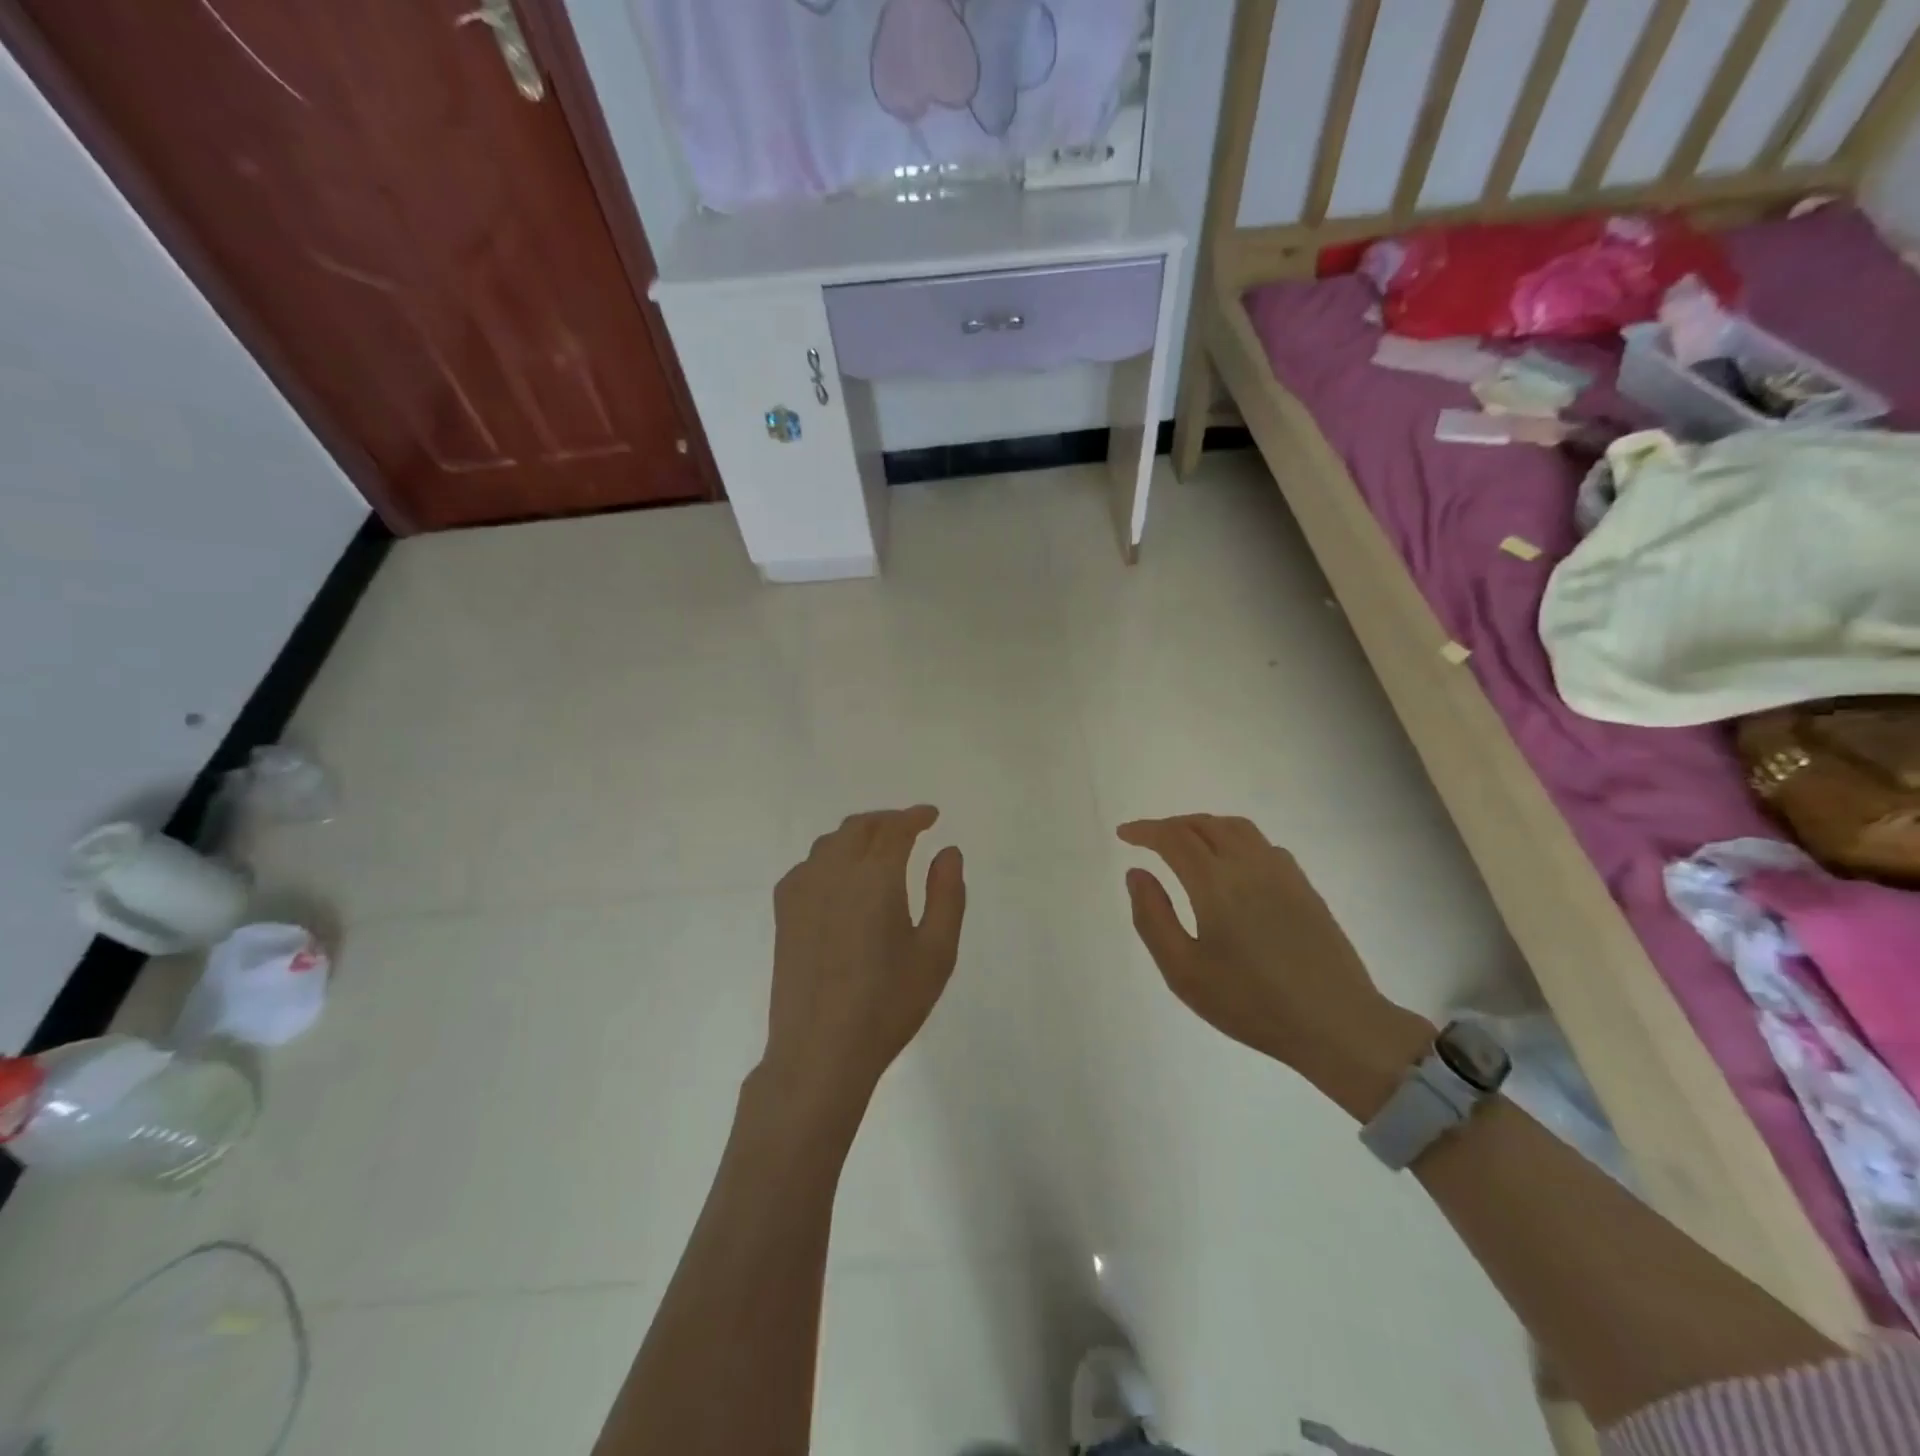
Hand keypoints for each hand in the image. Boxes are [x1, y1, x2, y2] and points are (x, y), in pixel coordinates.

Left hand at [763, 807, 965, 1113]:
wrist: (821, 1049)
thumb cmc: (888, 1003)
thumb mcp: (936, 952)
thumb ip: (947, 894)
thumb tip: (948, 852)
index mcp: (875, 876)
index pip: (895, 828)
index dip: (915, 817)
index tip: (932, 816)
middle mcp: (834, 871)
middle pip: (859, 827)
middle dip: (887, 821)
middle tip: (909, 828)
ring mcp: (802, 890)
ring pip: (830, 843)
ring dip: (857, 835)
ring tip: (877, 848)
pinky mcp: (784, 913)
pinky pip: (808, 866)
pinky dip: (829, 858)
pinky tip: (839, 879)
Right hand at [1118, 815, 1431, 1119]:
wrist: (1336, 1023)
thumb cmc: (1250, 1003)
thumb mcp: (1183, 971)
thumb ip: (1152, 917)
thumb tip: (1137, 873)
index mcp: (1215, 883)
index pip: (1173, 837)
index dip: (1145, 830)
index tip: (1124, 834)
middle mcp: (1249, 865)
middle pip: (1204, 824)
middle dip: (1171, 826)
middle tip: (1148, 840)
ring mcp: (1282, 872)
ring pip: (1236, 827)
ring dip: (1204, 826)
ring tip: (1186, 843)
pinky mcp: (1304, 886)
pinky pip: (1262, 843)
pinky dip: (1234, 838)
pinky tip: (1231, 863)